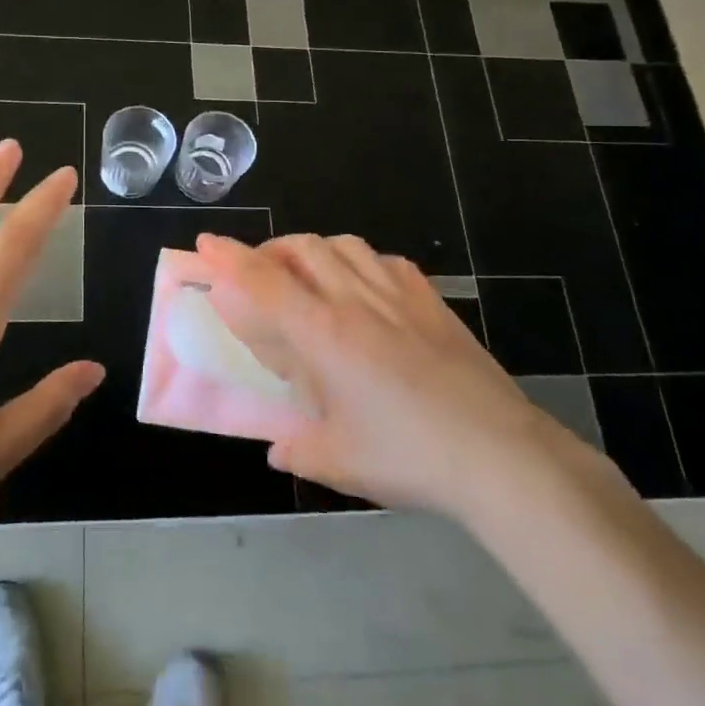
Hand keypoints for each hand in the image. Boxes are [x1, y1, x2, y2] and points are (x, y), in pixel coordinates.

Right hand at [196, 233, 603, 515]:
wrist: (499, 455)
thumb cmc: (409, 457)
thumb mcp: (340, 461)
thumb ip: (298, 449)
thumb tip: (278, 448)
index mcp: (324, 334)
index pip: (263, 282)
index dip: (229, 258)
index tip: (205, 243)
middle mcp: (356, 301)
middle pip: (303, 250)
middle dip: (269, 251)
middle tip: (255, 272)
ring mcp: (399, 296)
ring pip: (344, 246)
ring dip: (314, 251)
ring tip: (306, 275)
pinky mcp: (433, 303)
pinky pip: (387, 262)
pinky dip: (360, 262)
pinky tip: (364, 285)